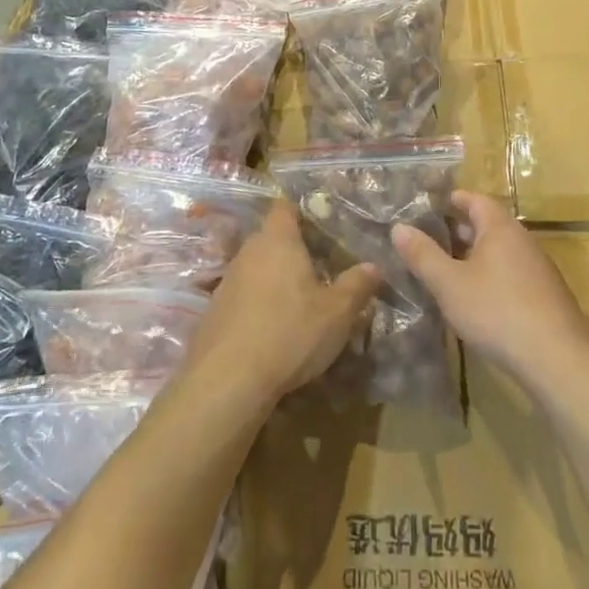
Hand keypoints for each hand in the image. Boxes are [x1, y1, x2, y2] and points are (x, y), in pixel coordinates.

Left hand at [189, 201, 380, 409]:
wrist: (225, 381)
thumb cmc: (288, 333)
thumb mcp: (337, 313)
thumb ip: (357, 285)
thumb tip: (374, 266)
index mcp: (277, 240)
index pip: (285, 207)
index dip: (303, 210)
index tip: (324, 223)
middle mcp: (248, 252)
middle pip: (272, 237)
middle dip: (295, 249)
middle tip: (323, 266)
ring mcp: (227, 281)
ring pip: (257, 267)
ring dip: (277, 278)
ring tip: (302, 299)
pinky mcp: (215, 311)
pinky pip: (244, 295)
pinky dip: (260, 303)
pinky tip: (275, 327)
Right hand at [391, 191, 588, 386]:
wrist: (558, 357)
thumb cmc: (497, 310)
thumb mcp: (450, 284)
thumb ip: (423, 255)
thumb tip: (398, 227)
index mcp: (500, 227)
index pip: (475, 199)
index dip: (451, 199)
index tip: (428, 204)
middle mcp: (522, 240)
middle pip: (488, 224)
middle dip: (458, 229)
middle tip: (428, 237)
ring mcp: (537, 268)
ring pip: (499, 251)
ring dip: (474, 255)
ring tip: (445, 268)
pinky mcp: (545, 295)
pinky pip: (511, 273)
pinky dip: (490, 275)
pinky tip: (475, 298)